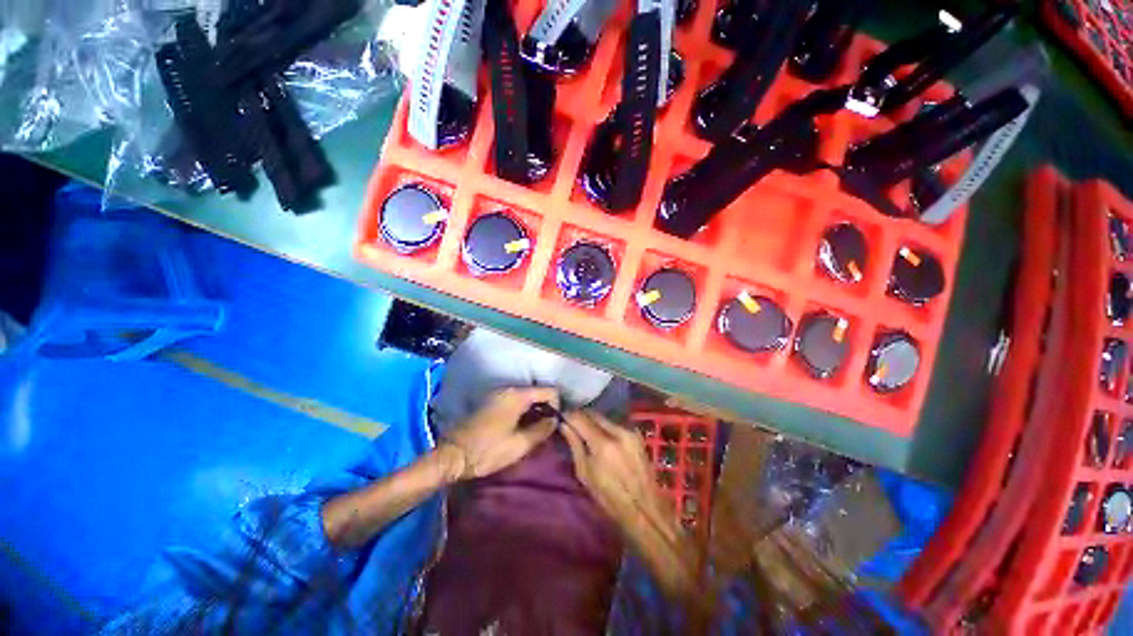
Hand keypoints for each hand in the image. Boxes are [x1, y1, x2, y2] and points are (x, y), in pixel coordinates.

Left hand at [439, 387, 559, 480]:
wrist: (453, 456)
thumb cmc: (488, 450)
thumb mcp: (519, 444)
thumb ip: (541, 430)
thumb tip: (555, 420)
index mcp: (517, 396)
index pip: (549, 391)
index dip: (558, 405)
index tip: (558, 424)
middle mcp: (509, 390)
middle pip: (537, 393)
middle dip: (546, 408)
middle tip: (549, 429)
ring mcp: (498, 395)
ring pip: (526, 398)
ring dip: (535, 411)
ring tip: (537, 431)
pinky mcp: (491, 403)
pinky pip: (515, 402)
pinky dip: (523, 411)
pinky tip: (522, 428)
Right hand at [559, 410, 667, 526]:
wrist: (644, 507)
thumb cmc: (609, 496)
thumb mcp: (585, 473)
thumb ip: (574, 445)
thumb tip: (564, 425)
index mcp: (603, 443)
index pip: (580, 418)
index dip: (568, 415)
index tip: (561, 418)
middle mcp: (617, 431)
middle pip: (593, 414)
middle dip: (581, 416)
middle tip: (571, 423)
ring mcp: (629, 431)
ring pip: (605, 418)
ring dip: (593, 421)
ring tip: (585, 431)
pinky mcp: (637, 435)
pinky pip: (615, 424)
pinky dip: (605, 427)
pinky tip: (602, 438)